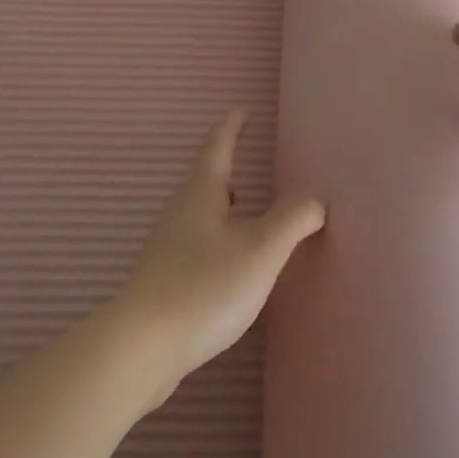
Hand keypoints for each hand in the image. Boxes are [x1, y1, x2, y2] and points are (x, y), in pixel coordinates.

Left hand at [115, 110, 324, 401]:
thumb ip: (293, 219)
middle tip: (245, 156)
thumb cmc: (205, 286)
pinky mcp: (166, 279)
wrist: (143, 347)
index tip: (241, 111)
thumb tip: (315, 199)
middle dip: (225, 165)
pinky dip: (218, 235)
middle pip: (204, 180)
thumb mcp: (261, 248)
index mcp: (201, 195)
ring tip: (243, 204)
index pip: (217, 148)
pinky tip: (229, 258)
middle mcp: (180, 213)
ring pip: (200, 212)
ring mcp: (169, 247)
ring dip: (222, 202)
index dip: (231, 128)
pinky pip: (197, 241)